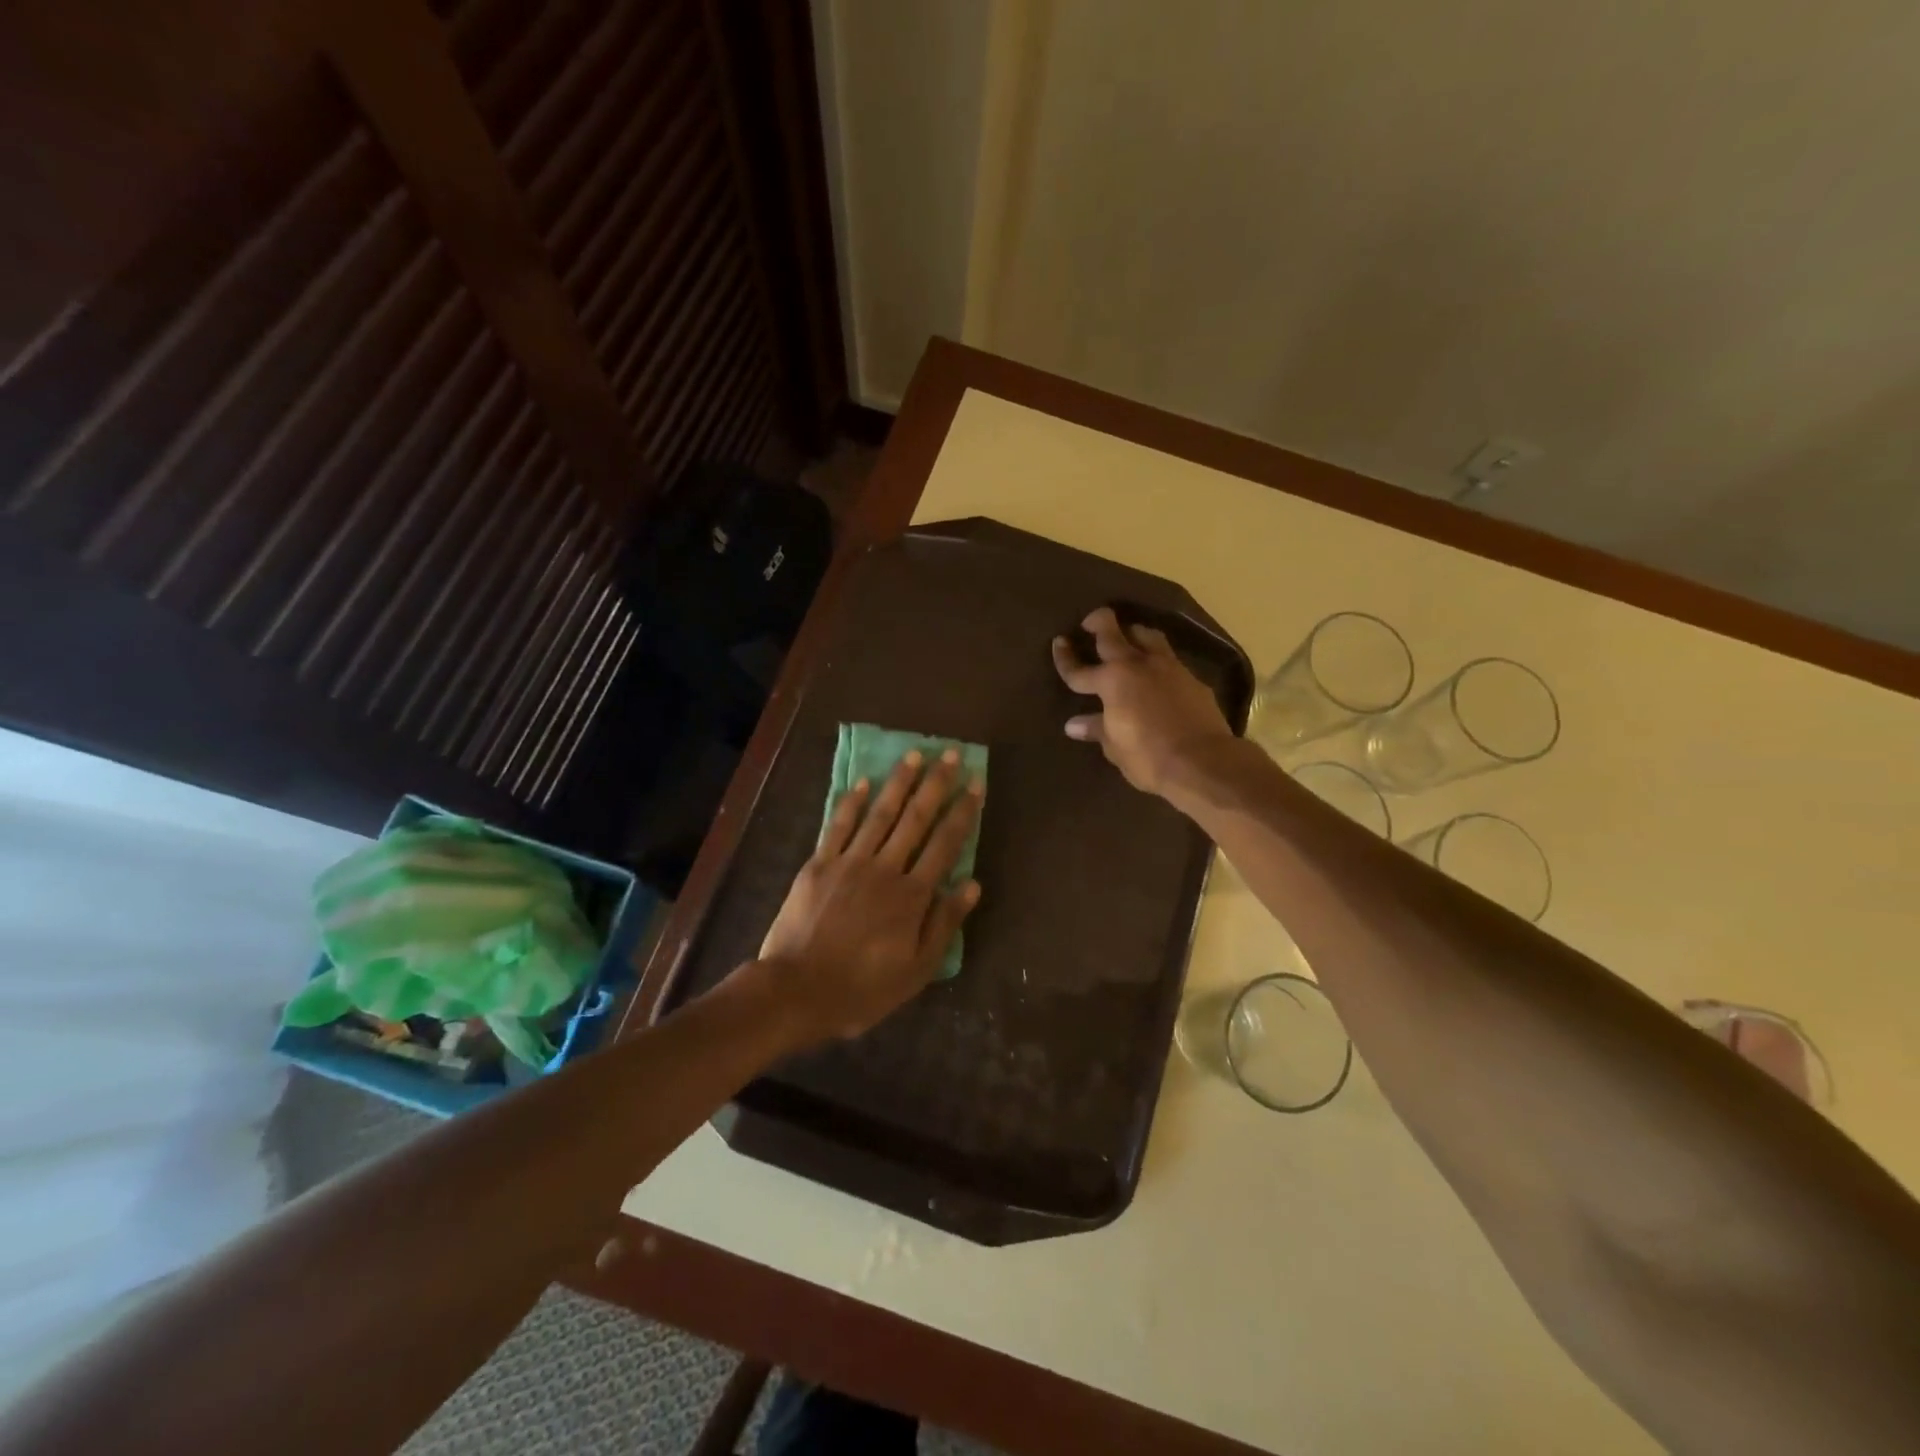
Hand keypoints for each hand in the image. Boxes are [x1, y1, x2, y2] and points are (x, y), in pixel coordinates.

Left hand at [756, 748, 983, 1041]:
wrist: (797, 990)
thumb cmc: (862, 988)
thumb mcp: (916, 970)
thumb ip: (944, 924)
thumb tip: (972, 884)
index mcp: (912, 895)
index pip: (945, 844)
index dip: (963, 812)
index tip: (976, 783)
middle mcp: (885, 868)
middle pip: (916, 818)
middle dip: (936, 784)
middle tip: (951, 754)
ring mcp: (849, 862)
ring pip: (880, 814)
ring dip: (899, 782)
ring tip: (915, 754)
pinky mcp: (819, 864)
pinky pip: (839, 826)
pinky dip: (851, 802)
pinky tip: (863, 782)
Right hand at [1052, 606, 1234, 797]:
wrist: (1203, 761)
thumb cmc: (1148, 756)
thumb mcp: (1115, 746)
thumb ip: (1096, 728)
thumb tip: (1074, 724)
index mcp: (1112, 681)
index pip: (1079, 670)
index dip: (1065, 658)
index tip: (1058, 642)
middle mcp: (1138, 665)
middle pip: (1113, 633)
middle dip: (1098, 622)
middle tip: (1090, 622)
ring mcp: (1168, 667)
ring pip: (1147, 635)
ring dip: (1133, 632)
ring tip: (1128, 637)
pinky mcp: (1192, 678)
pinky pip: (1169, 658)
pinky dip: (1157, 658)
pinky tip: (1156, 670)